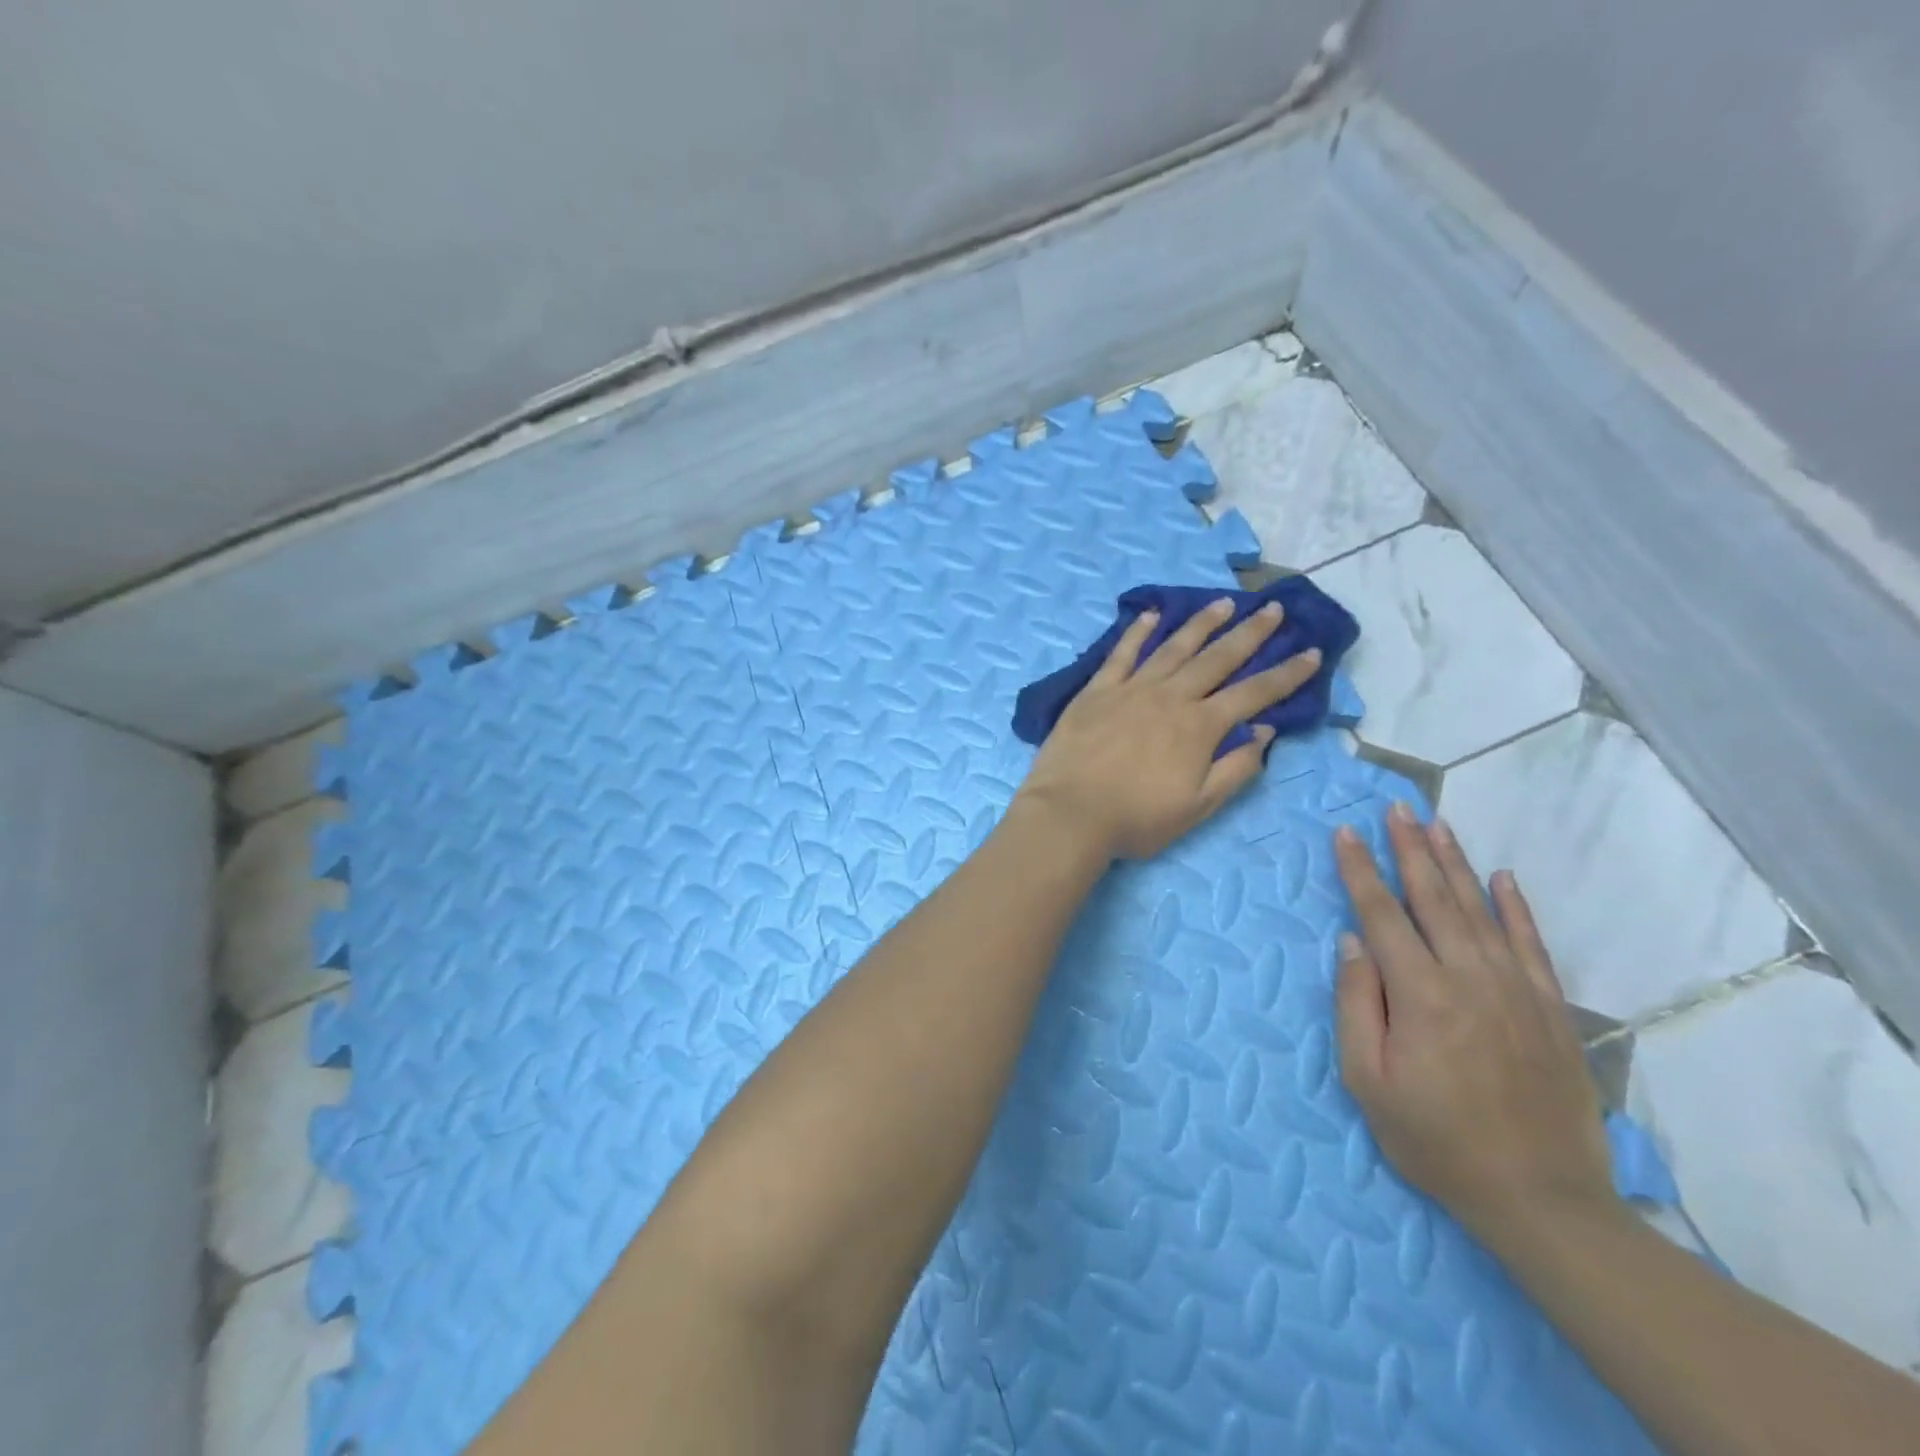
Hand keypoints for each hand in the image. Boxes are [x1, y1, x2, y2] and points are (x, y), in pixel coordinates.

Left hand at [1014, 598, 1322, 860]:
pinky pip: (1121, 653)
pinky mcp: (1096, 690)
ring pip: (1173, 647)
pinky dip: (1137, 632)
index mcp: (1200, 726)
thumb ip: (1235, 768)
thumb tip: (1265, 731)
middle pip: (1217, 658)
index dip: (1286, 674)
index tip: (1312, 652)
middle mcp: (1170, 697)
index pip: (1254, 693)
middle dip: (1250, 633)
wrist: (1070, 813)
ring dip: (1201, 624)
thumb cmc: (1137, 818)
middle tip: (1272, 608)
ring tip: (1223, 603)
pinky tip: (1151, 615)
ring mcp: (1131, 689)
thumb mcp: (1198, 806)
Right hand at [1333, 805, 1616, 1243]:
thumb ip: (1357, 1004)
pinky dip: (1515, 907)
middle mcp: (1469, 977)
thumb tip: (1351, 942)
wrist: (1541, 1198)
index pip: (1381, 914)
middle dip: (1409, 849)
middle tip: (1394, 809)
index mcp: (1420, 994)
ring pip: (1479, 910)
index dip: (1360, 870)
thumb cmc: (1435, 1139)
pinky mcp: (1550, 1009)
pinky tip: (1502, 878)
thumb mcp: (1368, 1080)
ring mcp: (1515, 990)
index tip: (1344, 832)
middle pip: (1433, 898)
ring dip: (1455, 864)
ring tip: (1436, 825)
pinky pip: (1531, 944)